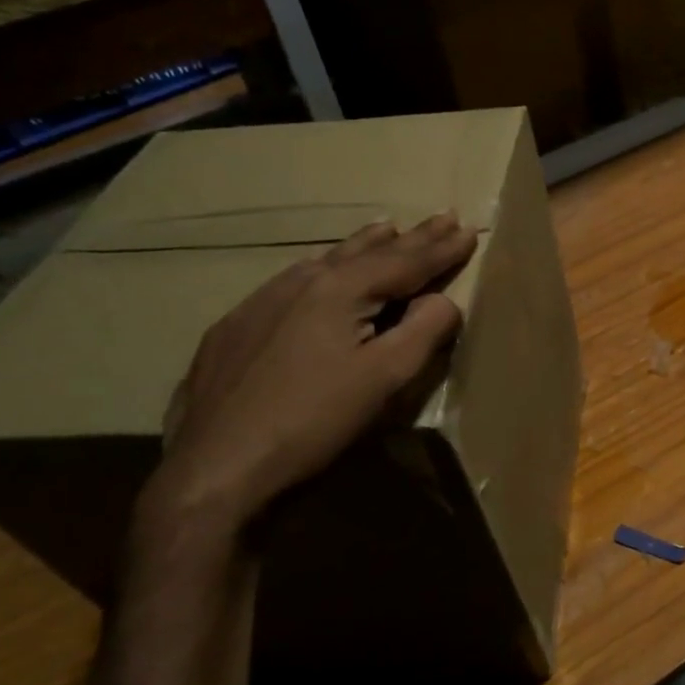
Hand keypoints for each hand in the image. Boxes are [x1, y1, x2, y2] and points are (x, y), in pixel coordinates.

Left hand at [141, 215, 477, 535]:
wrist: (216, 467)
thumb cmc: (313, 422)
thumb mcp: (384, 380)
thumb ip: (423, 332)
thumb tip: (445, 300)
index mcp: (340, 290)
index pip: (405, 261)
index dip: (441, 248)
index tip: (468, 230)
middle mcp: (300, 282)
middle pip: (367, 252)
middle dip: (410, 237)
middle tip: (441, 217)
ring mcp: (260, 301)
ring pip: (324, 261)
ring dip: (363, 246)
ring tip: (386, 228)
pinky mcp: (234, 328)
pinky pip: (291, 282)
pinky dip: (323, 269)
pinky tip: (320, 274)